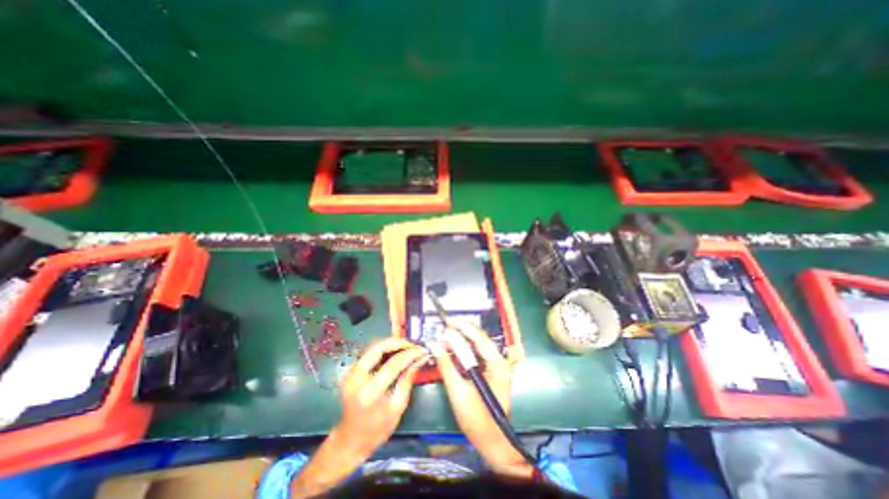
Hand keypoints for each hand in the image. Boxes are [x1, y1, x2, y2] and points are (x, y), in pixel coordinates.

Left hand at [293, 337, 425, 496]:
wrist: (349, 441)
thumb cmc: (376, 430)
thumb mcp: (397, 407)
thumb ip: (408, 379)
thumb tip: (420, 359)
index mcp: (370, 392)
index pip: (393, 364)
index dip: (409, 354)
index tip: (422, 350)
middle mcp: (356, 378)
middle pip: (378, 348)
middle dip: (398, 342)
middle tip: (414, 345)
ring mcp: (351, 373)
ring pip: (373, 347)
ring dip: (392, 344)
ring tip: (408, 347)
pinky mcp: (351, 370)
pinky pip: (370, 353)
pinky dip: (385, 349)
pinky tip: (396, 352)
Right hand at [432, 321, 534, 477]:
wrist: (491, 441)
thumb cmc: (477, 419)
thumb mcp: (458, 391)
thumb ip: (446, 365)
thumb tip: (435, 344)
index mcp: (496, 364)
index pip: (479, 337)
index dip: (462, 327)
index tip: (447, 321)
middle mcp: (498, 360)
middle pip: (479, 339)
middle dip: (460, 332)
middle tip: (443, 329)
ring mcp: (495, 366)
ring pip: (476, 346)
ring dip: (460, 341)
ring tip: (445, 338)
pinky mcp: (489, 371)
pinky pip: (475, 355)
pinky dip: (463, 351)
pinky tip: (452, 350)